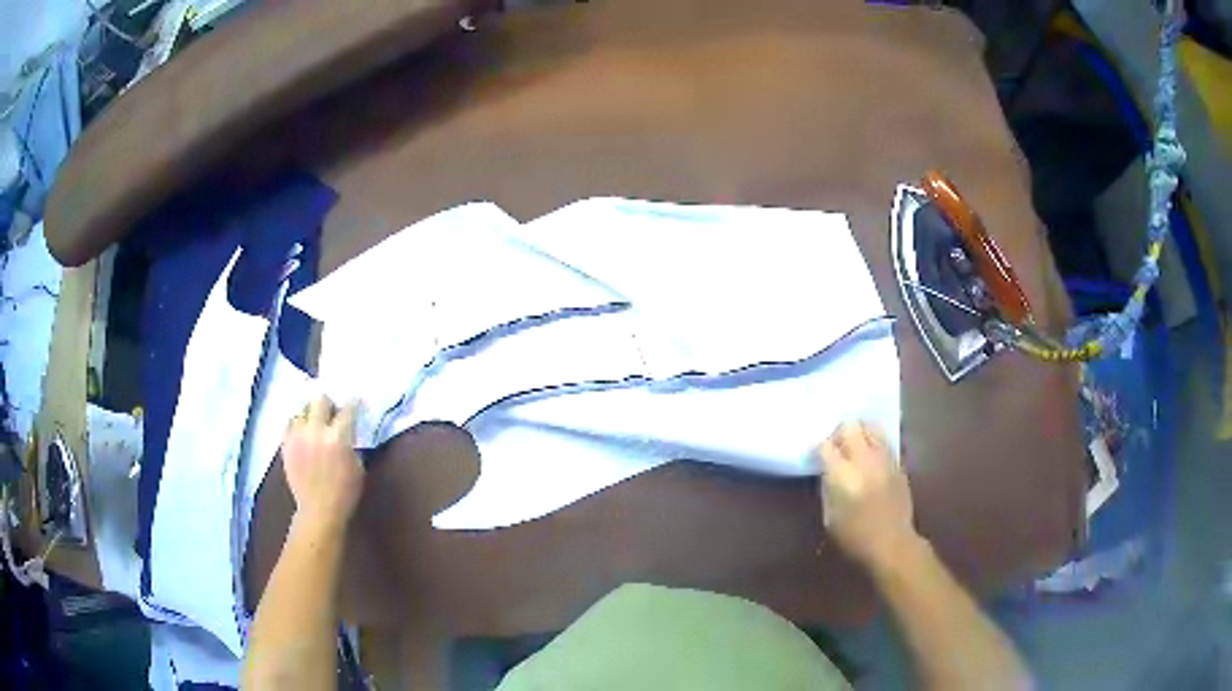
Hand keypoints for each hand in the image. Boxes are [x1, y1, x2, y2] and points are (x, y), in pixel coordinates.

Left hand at [281, 396, 364, 532]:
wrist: (319, 510)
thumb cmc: (345, 492)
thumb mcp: (358, 467)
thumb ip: (352, 444)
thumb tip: (348, 431)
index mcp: (338, 437)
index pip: (348, 408)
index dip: (354, 403)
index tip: (356, 402)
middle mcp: (316, 431)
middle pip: (320, 400)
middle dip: (329, 404)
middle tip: (332, 414)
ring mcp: (298, 436)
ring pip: (302, 410)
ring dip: (311, 415)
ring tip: (315, 425)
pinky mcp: (286, 444)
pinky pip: (289, 424)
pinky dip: (297, 425)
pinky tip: (302, 433)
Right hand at [817, 421, 917, 573]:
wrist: (892, 542)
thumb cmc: (855, 536)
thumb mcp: (830, 516)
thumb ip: (828, 487)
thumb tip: (828, 471)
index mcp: (843, 474)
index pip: (825, 445)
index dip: (818, 449)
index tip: (816, 456)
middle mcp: (864, 459)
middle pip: (850, 426)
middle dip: (840, 432)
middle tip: (836, 446)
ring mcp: (885, 458)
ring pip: (871, 427)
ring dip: (861, 433)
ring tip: (856, 446)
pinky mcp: (898, 463)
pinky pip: (885, 442)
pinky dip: (876, 443)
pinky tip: (872, 457)